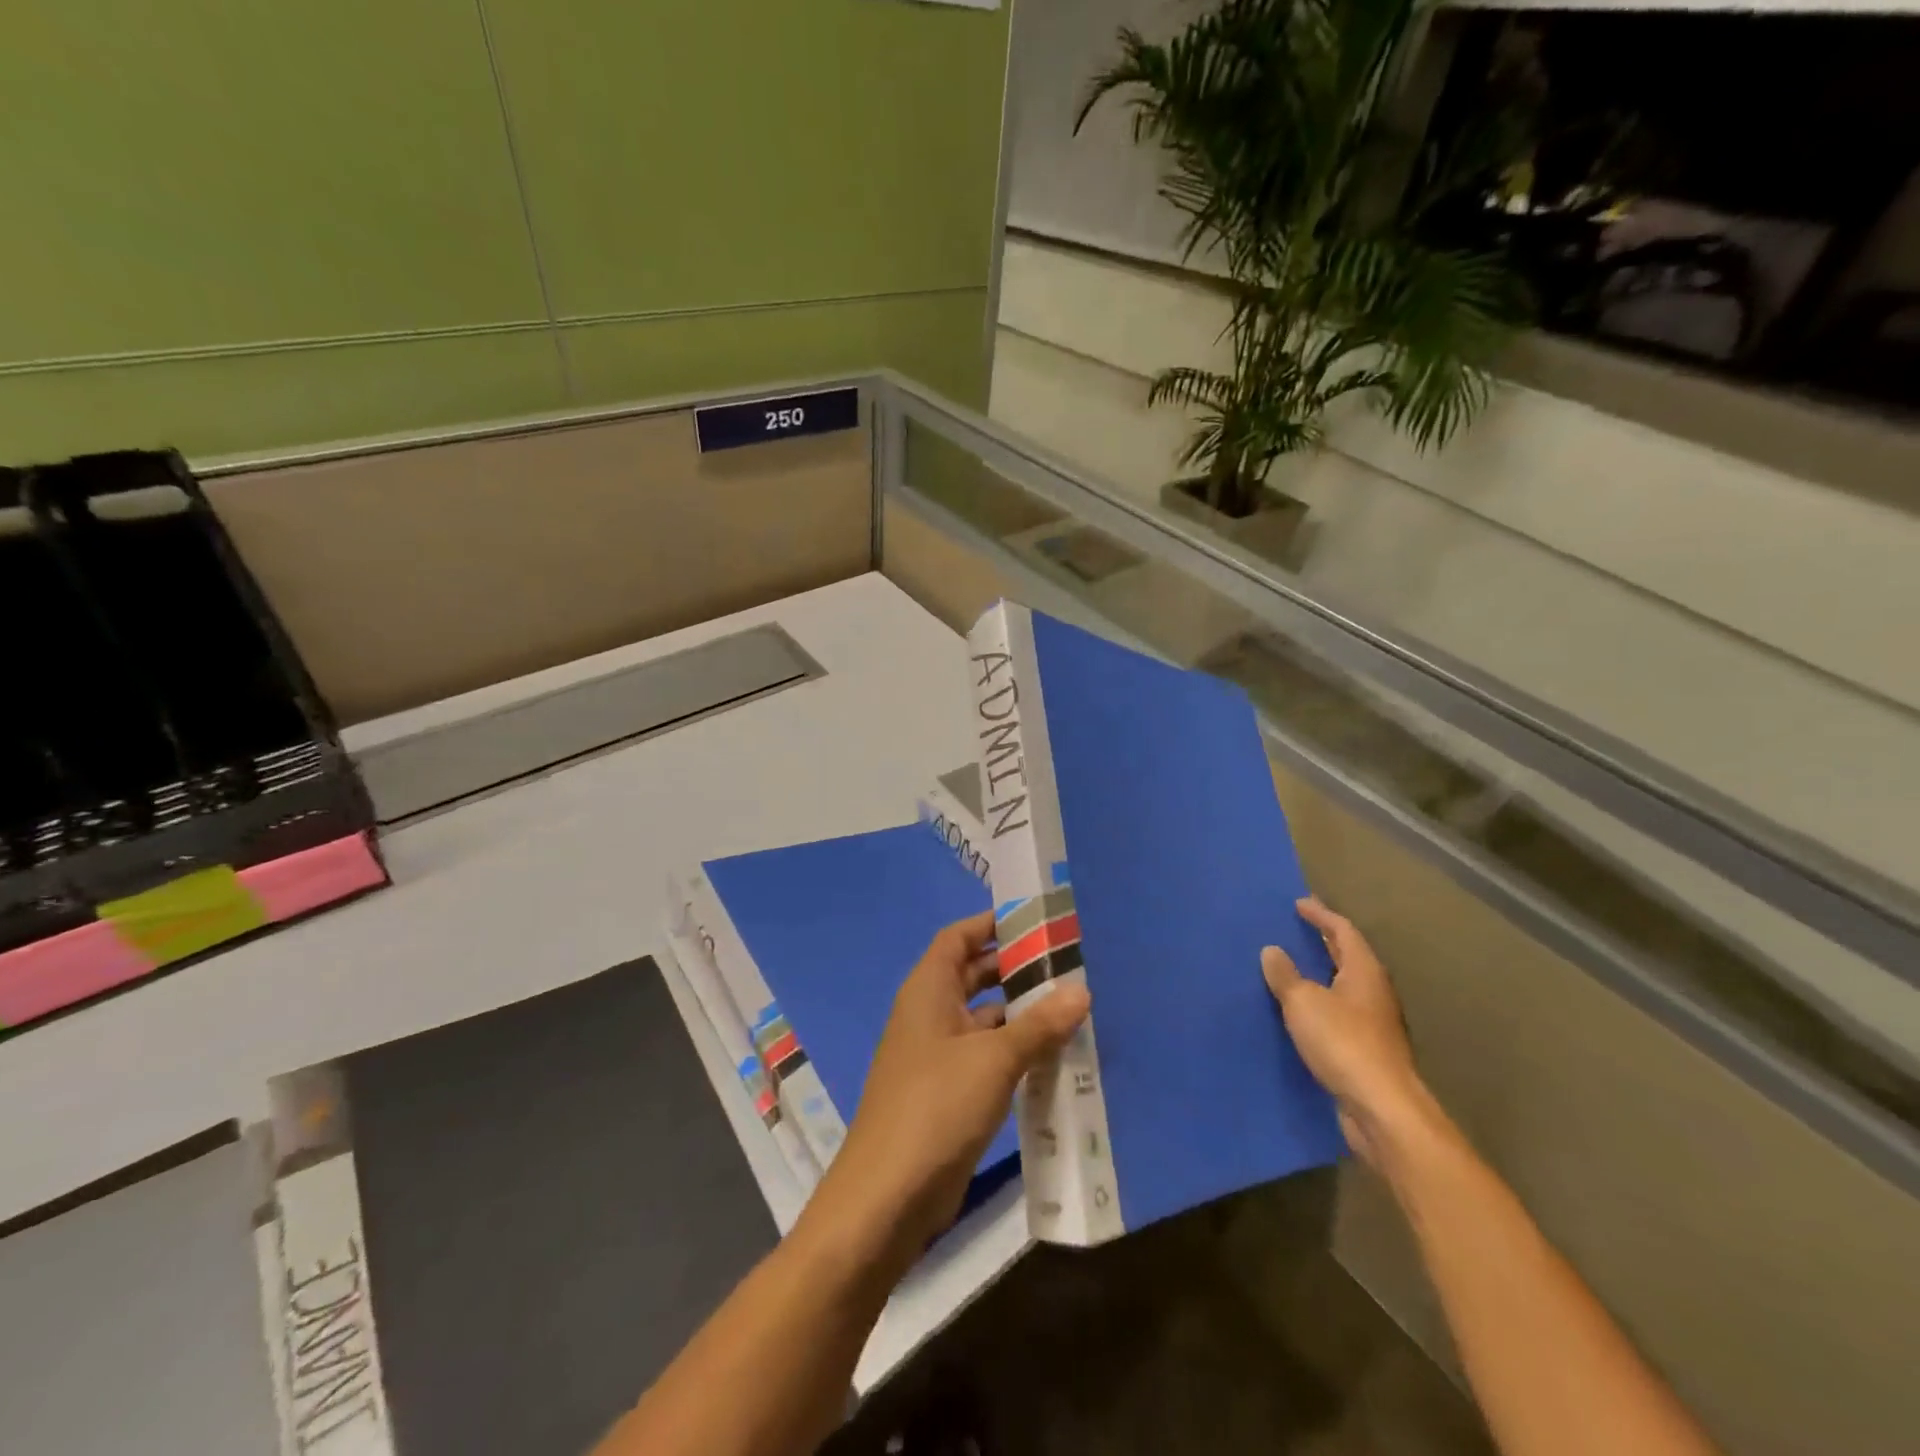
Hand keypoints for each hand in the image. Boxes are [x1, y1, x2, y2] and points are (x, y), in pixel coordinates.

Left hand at [803, 910, 1090, 1261]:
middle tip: (1066, 964)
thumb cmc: (936, 1107)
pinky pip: (985, 1056)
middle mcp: (929, 1014)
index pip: (958, 937)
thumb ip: (1039, 1024)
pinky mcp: (947, 1093)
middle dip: (1014, 967)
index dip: (991, 923)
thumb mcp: (994, 1060)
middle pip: (972, 974)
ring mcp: (936, 1055)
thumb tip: (1082, 989)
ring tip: (1071, 1007)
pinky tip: (1053, 1057)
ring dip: (1019, 1013)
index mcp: (928, 990)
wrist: (886, 1197)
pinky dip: (1014, 1051)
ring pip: (983, 1018)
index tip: (1035, 920)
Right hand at [1262, 897, 1431, 1168]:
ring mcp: (1373, 1024)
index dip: (1321, 915)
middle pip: (1349, 957)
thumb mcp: (1304, 1002)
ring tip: (1292, 967)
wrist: (1381, 1109)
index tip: (1298, 903)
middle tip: (1297, 929)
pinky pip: (1338, 1014)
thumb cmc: (1343, 1043)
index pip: (1344, 931)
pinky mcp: (1366, 1051)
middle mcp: (1374, 993)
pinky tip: (1299, 1011)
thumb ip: (1286, 975)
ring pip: (1344, 987)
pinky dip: (1319, 1004)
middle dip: (1324, 941)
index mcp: (1364, 972)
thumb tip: (1272, 950)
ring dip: (1321, 974)